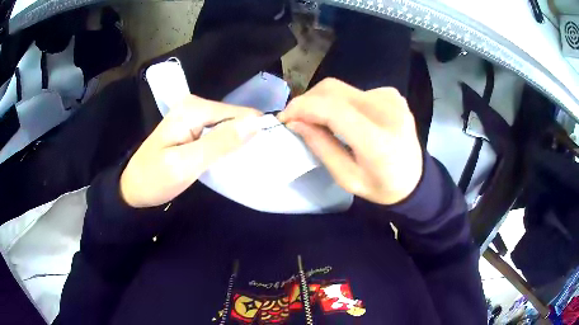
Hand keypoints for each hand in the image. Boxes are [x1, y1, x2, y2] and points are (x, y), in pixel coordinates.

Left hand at [120, 95, 261, 207]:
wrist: (133, 188)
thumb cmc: (155, 179)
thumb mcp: (186, 164)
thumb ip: (220, 143)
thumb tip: (256, 124)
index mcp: (194, 109)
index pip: (239, 114)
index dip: (256, 131)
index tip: (269, 154)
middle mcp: (195, 106)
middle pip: (235, 118)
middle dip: (248, 138)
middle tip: (256, 164)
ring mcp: (194, 116)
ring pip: (229, 126)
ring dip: (239, 144)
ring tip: (248, 164)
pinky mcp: (193, 127)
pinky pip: (220, 133)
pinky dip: (228, 146)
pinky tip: (232, 160)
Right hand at [278, 78, 422, 204]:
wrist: (415, 179)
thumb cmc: (382, 186)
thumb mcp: (347, 178)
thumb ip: (321, 147)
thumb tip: (295, 122)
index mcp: (378, 141)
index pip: (332, 109)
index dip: (302, 107)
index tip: (285, 118)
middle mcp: (387, 111)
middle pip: (333, 90)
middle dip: (307, 101)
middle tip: (297, 119)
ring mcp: (392, 98)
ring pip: (341, 88)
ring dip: (322, 101)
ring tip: (318, 120)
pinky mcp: (392, 94)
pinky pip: (355, 91)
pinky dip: (341, 102)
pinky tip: (345, 118)